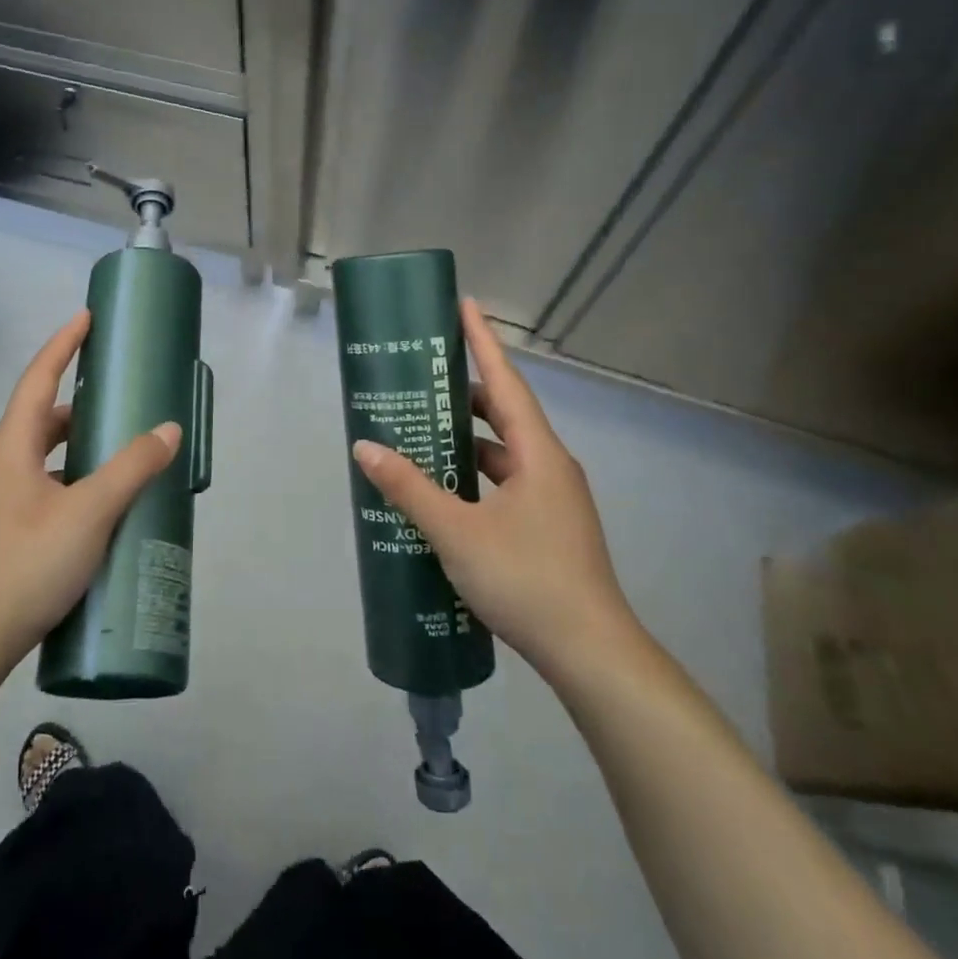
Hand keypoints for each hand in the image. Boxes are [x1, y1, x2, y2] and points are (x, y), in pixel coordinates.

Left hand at [0, 311, 180, 680]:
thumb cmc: (23, 566)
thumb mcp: (88, 513)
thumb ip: (131, 468)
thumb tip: (168, 429)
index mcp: (11, 448)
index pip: (38, 378)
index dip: (63, 344)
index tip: (88, 317)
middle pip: (41, 418)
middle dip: (80, 402)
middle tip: (120, 396)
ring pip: (43, 458)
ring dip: (77, 448)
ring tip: (119, 453)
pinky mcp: (2, 535)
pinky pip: (43, 489)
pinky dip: (72, 483)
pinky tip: (99, 510)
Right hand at [352, 299, 642, 682]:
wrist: (592, 654)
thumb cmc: (526, 579)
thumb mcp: (457, 532)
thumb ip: (409, 488)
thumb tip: (365, 447)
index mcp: (538, 454)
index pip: (504, 382)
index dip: (482, 341)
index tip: (465, 304)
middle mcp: (551, 466)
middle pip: (505, 413)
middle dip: (466, 391)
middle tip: (424, 375)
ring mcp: (554, 498)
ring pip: (506, 452)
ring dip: (469, 439)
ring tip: (425, 430)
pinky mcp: (550, 526)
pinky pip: (507, 482)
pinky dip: (476, 475)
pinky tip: (447, 490)